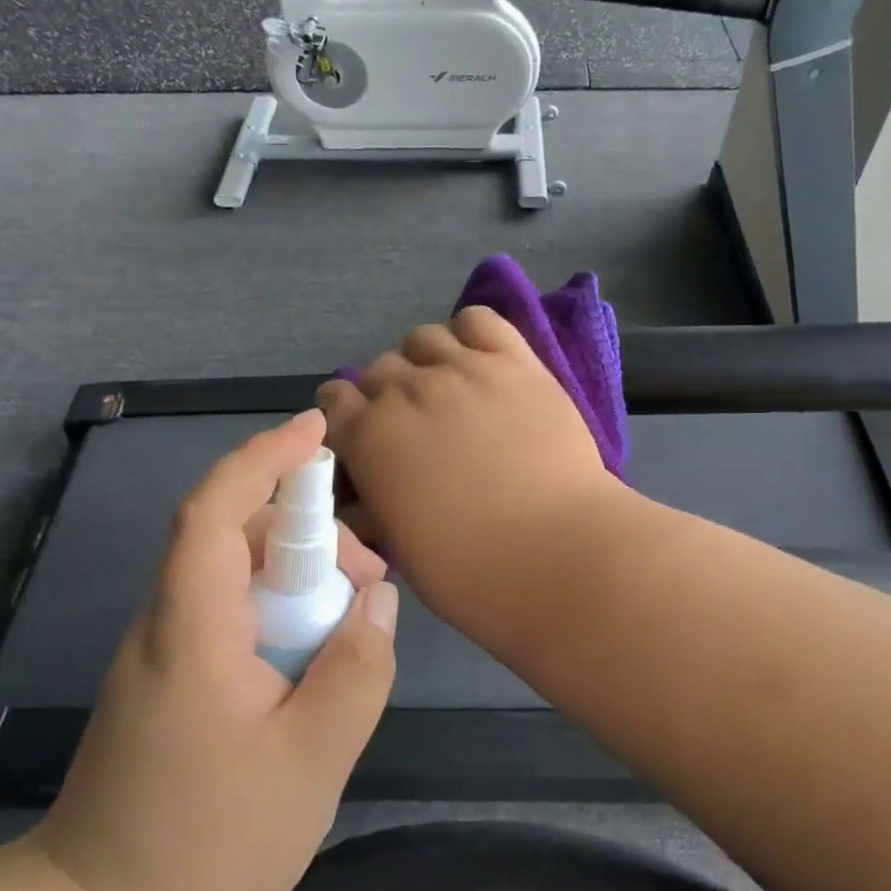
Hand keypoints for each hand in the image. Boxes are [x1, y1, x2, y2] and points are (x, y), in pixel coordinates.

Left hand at [33, 409, 397, 890]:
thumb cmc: (207, 848)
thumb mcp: (310, 763)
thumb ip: (357, 670)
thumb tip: (379, 599)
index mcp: (191, 629)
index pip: (215, 511)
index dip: (263, 458)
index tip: (316, 429)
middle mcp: (167, 621)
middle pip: (235, 534)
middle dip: (309, 533)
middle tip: (370, 581)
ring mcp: (164, 647)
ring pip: (236, 570)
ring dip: (299, 572)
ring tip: (353, 619)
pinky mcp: (172, 672)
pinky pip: (231, 607)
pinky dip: (280, 604)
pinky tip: (316, 649)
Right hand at [316, 307, 622, 640]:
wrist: (556, 553)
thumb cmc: (469, 570)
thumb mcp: (398, 545)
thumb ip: (374, 502)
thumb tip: (367, 490)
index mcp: (370, 437)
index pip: (335, 400)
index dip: (345, 414)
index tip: (361, 430)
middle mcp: (407, 391)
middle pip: (378, 368)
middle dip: (385, 393)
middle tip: (413, 421)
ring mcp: (463, 369)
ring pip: (423, 338)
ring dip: (424, 360)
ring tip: (447, 387)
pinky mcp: (514, 362)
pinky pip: (479, 319)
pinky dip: (470, 333)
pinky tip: (479, 359)